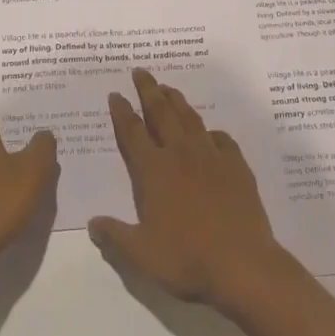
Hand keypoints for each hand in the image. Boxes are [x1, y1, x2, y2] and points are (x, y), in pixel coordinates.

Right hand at [88, 68, 290, 310]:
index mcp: (154, 171)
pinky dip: (212, 132)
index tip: (115, 94)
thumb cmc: (186, 258)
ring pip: (190, 119)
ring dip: (177, 101)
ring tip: (169, 88)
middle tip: (140, 71)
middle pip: (161, 113)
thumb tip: (92, 222)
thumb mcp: (141, 255)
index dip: (122, 112)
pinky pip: (222, 140)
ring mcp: (211, 157)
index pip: (132, 132)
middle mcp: (180, 154)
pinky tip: (210, 132)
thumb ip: (115, 236)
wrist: (242, 264)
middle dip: (148, 90)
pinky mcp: (237, 166)